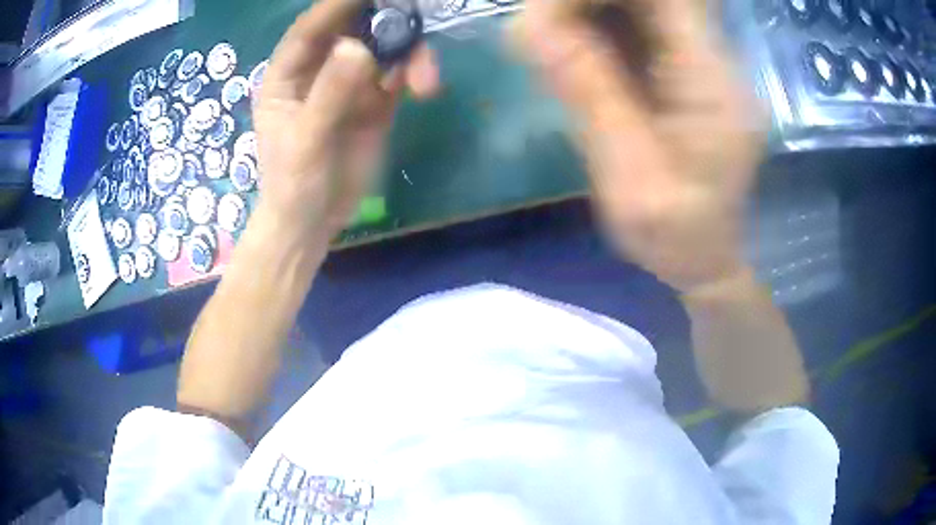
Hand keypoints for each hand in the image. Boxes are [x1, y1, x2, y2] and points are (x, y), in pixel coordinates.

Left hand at [253, 0, 438, 247]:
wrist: (313, 224)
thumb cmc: (293, 184)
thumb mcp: (306, 141)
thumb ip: (330, 94)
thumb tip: (358, 46)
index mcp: (288, 75)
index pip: (311, 29)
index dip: (337, 6)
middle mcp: (318, 71)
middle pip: (352, 30)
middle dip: (384, 22)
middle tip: (415, 17)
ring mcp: (349, 84)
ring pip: (382, 50)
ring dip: (408, 54)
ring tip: (425, 79)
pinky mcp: (375, 102)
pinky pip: (398, 75)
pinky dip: (414, 74)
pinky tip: (424, 88)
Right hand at [514, 0, 765, 292]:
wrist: (705, 259)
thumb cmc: (676, 236)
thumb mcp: (630, 177)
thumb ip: (589, 94)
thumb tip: (525, 25)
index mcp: (712, 81)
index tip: (546, 14)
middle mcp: (712, 60)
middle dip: (587, 3)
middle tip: (539, 29)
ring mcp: (698, 63)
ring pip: (640, 8)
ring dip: (586, 14)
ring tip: (548, 43)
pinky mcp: (680, 71)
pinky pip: (636, 29)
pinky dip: (595, 31)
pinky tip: (569, 54)